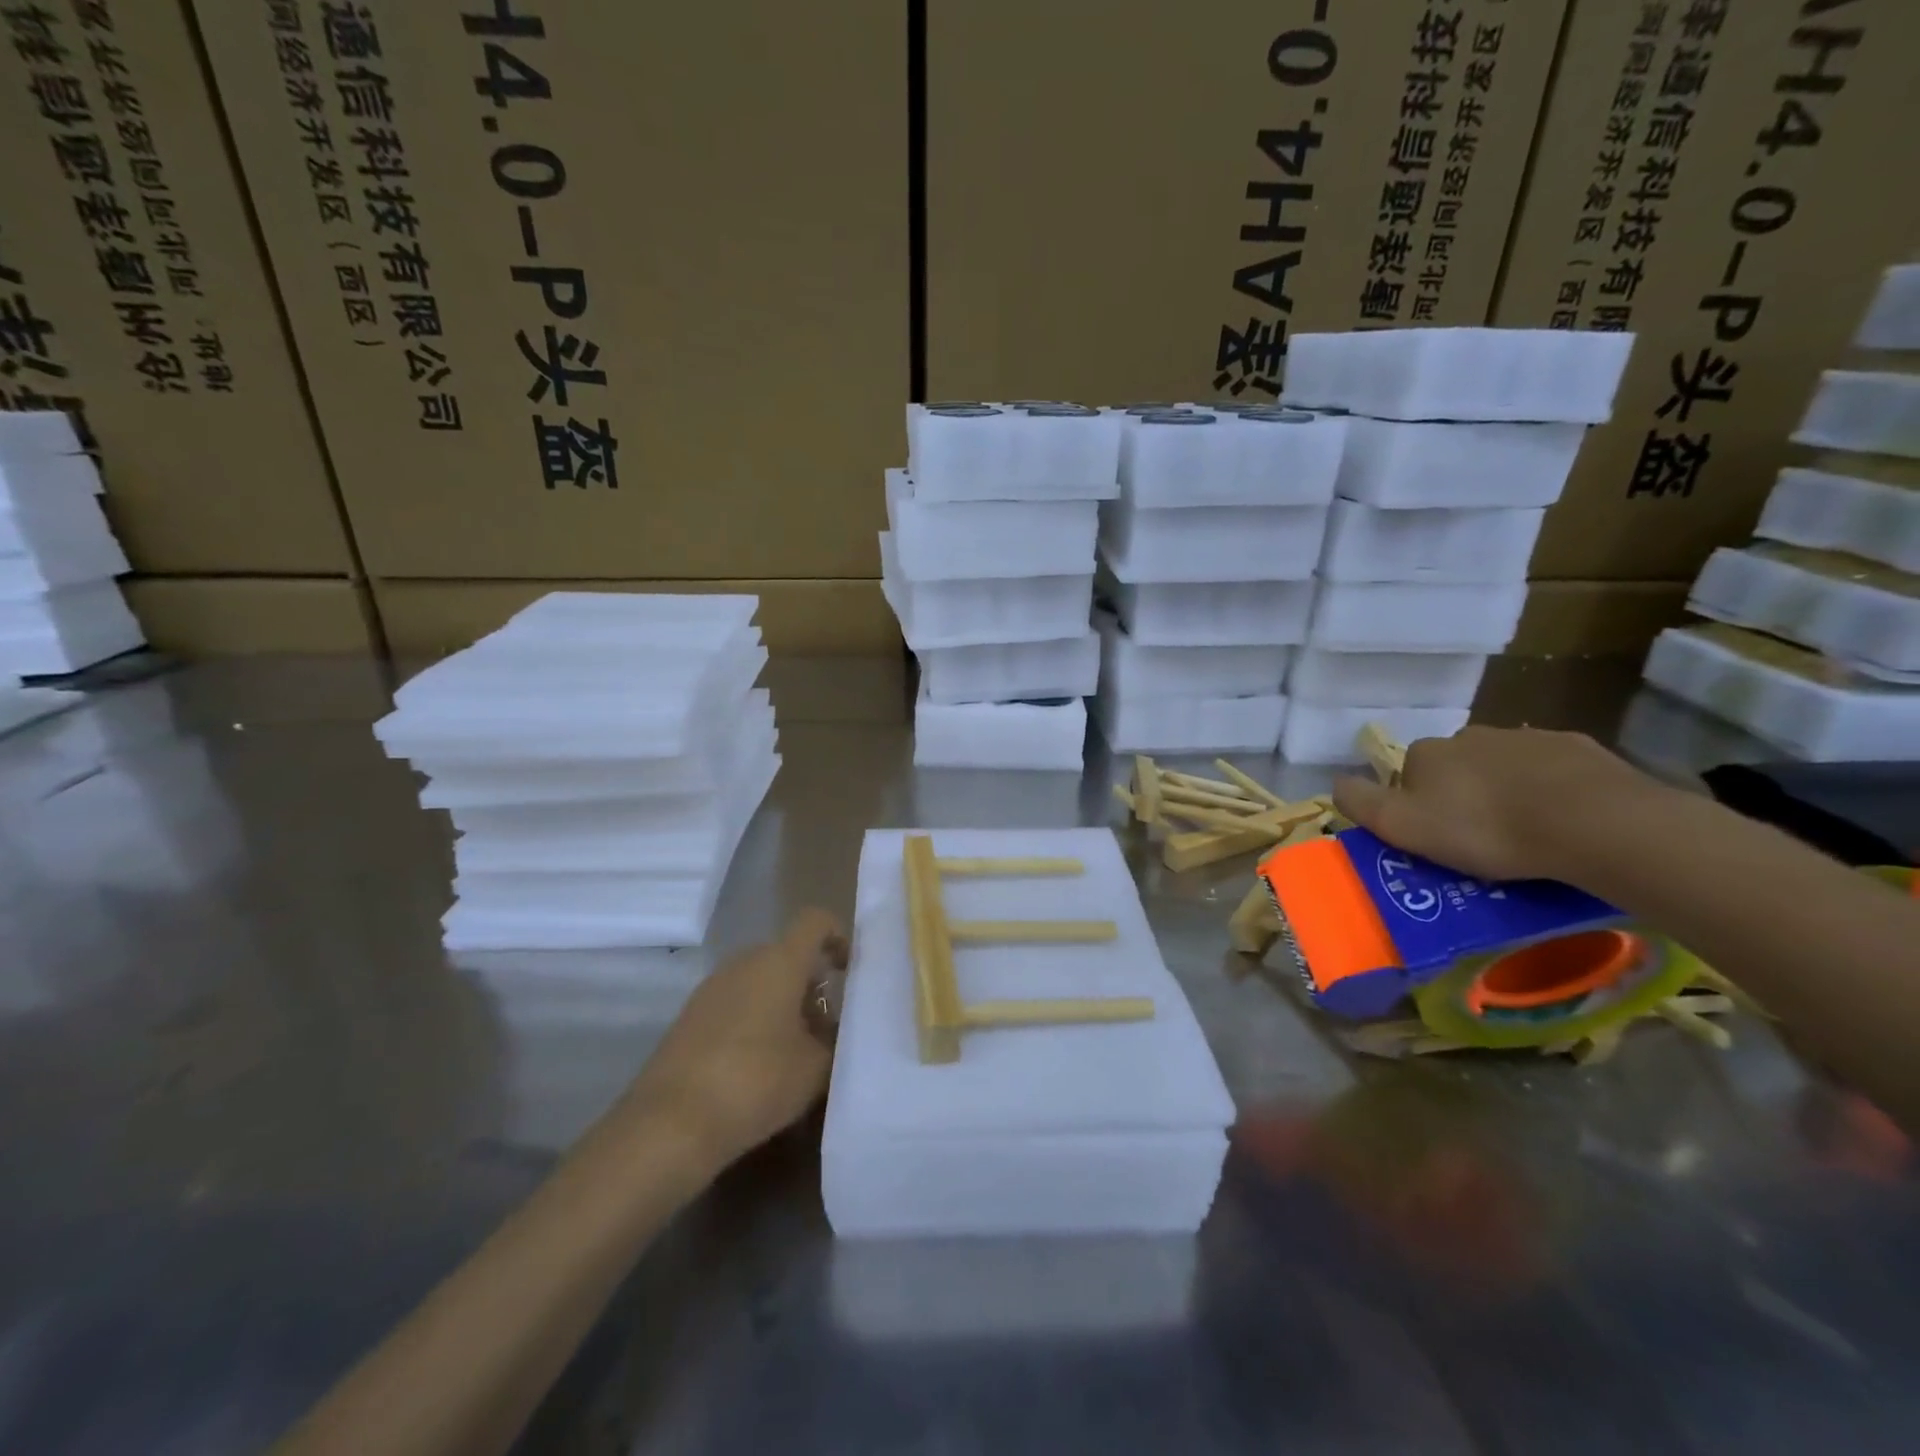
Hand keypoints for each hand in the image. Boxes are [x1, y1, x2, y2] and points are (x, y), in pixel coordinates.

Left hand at [626, 908, 848, 1169]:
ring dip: (783, 1006)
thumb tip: (835, 1032)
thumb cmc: (757, 1081)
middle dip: (812, 985)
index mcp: (780, 961)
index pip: (815, 921)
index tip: (850, 972)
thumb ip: (835, 1042)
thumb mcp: (816, 1068)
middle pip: (788, 955)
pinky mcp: (689, 1018)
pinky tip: (760, 1067)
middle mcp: (744, 962)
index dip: (838, 936)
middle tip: (828, 1027)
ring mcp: (712, 988)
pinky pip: (735, 1004)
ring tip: (797, 1053)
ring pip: (760, 981)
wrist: (670, 1125)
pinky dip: (755, 1022)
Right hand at [1331, 726, 1665, 882]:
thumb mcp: (1402, 826)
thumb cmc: (1485, 829)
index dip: (1415, 806)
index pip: (1407, 775)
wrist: (1593, 822)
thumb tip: (1337, 781)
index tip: (1434, 838)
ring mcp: (1527, 737)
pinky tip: (1563, 821)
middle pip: (1455, 767)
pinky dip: (1550, 789)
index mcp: (1427, 752)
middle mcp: (1470, 734)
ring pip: (1503, 766)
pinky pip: (1551, 770)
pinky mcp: (1578, 748)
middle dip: (1461, 795)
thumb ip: (1360, 802)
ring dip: (1505, 791)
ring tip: (1526, 834)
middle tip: (1480, 840)